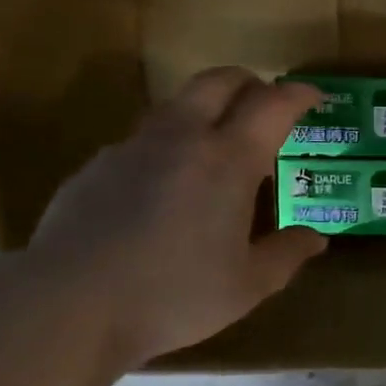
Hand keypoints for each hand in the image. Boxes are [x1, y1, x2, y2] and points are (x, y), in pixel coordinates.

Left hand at [26, 68, 325, 364]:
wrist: (70, 305)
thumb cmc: (173, 296)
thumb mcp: (246, 286)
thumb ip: (286, 255)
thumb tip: (316, 238)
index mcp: (228, 160)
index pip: (272, 104)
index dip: (297, 94)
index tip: (313, 98)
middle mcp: (181, 138)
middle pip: (219, 80)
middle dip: (250, 83)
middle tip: (264, 107)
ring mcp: (133, 147)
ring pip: (176, 104)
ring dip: (205, 110)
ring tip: (215, 149)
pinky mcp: (97, 165)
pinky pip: (142, 140)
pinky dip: (167, 146)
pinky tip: (163, 189)